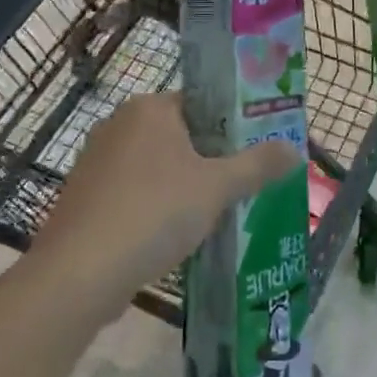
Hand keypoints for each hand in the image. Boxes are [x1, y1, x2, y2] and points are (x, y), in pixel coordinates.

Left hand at [32, 93, 298, 315]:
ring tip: (214, 213)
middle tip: (242, 185)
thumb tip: (297, 149)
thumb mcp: (217, 188)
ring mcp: (96, 160)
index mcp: (150, 108)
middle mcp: (119, 123)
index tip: (256, 151)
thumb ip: (258, 165)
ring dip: (182, 186)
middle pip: (179, 134)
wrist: (80, 273)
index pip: (201, 103)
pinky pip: (132, 191)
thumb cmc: (154, 213)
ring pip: (155, 166)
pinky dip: (154, 206)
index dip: (231, 126)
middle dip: (209, 160)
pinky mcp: (86, 196)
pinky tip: (173, 234)